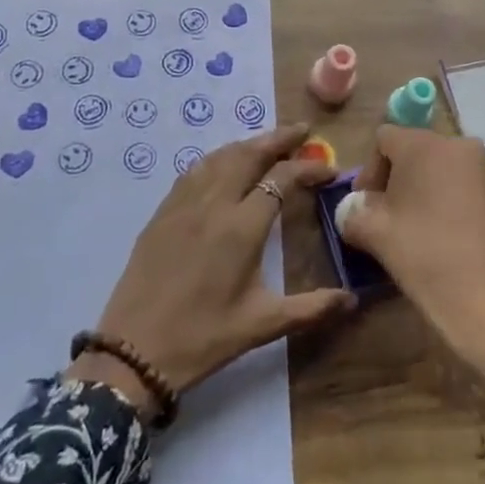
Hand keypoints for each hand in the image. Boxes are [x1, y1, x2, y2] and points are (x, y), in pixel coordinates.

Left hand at [68, 122, 355, 419]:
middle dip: (278, 139)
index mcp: (242, 228)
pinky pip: (195, 171)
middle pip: (249, 154)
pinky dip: (218, 158)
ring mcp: (184, 204)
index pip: (281, 179)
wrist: (133, 352)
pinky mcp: (163, 212)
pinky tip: (224, 165)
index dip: (308, 169)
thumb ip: (310, 308)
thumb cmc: (203, 338)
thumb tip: (352, 300)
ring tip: (268, 143)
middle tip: (302, 131)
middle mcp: (213, 204)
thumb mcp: (262, 325)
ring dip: (248, 144)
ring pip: (220, 157)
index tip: (329, 170)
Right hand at [341, 126, 484, 429]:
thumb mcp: (374, 233)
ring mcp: (484, 170)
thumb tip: (352, 209)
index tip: (364, 207)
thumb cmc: (424, 255)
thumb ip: (354, 212)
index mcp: (425, 144)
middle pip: (413, 151)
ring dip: (419, 192)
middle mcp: (458, 145)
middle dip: (394, 181)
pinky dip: (444, 202)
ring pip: (438, 170)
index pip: (384, 139)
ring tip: (410, 231)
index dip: (368, 171)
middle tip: (383, 219)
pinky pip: (460, 187)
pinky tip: (438, 238)